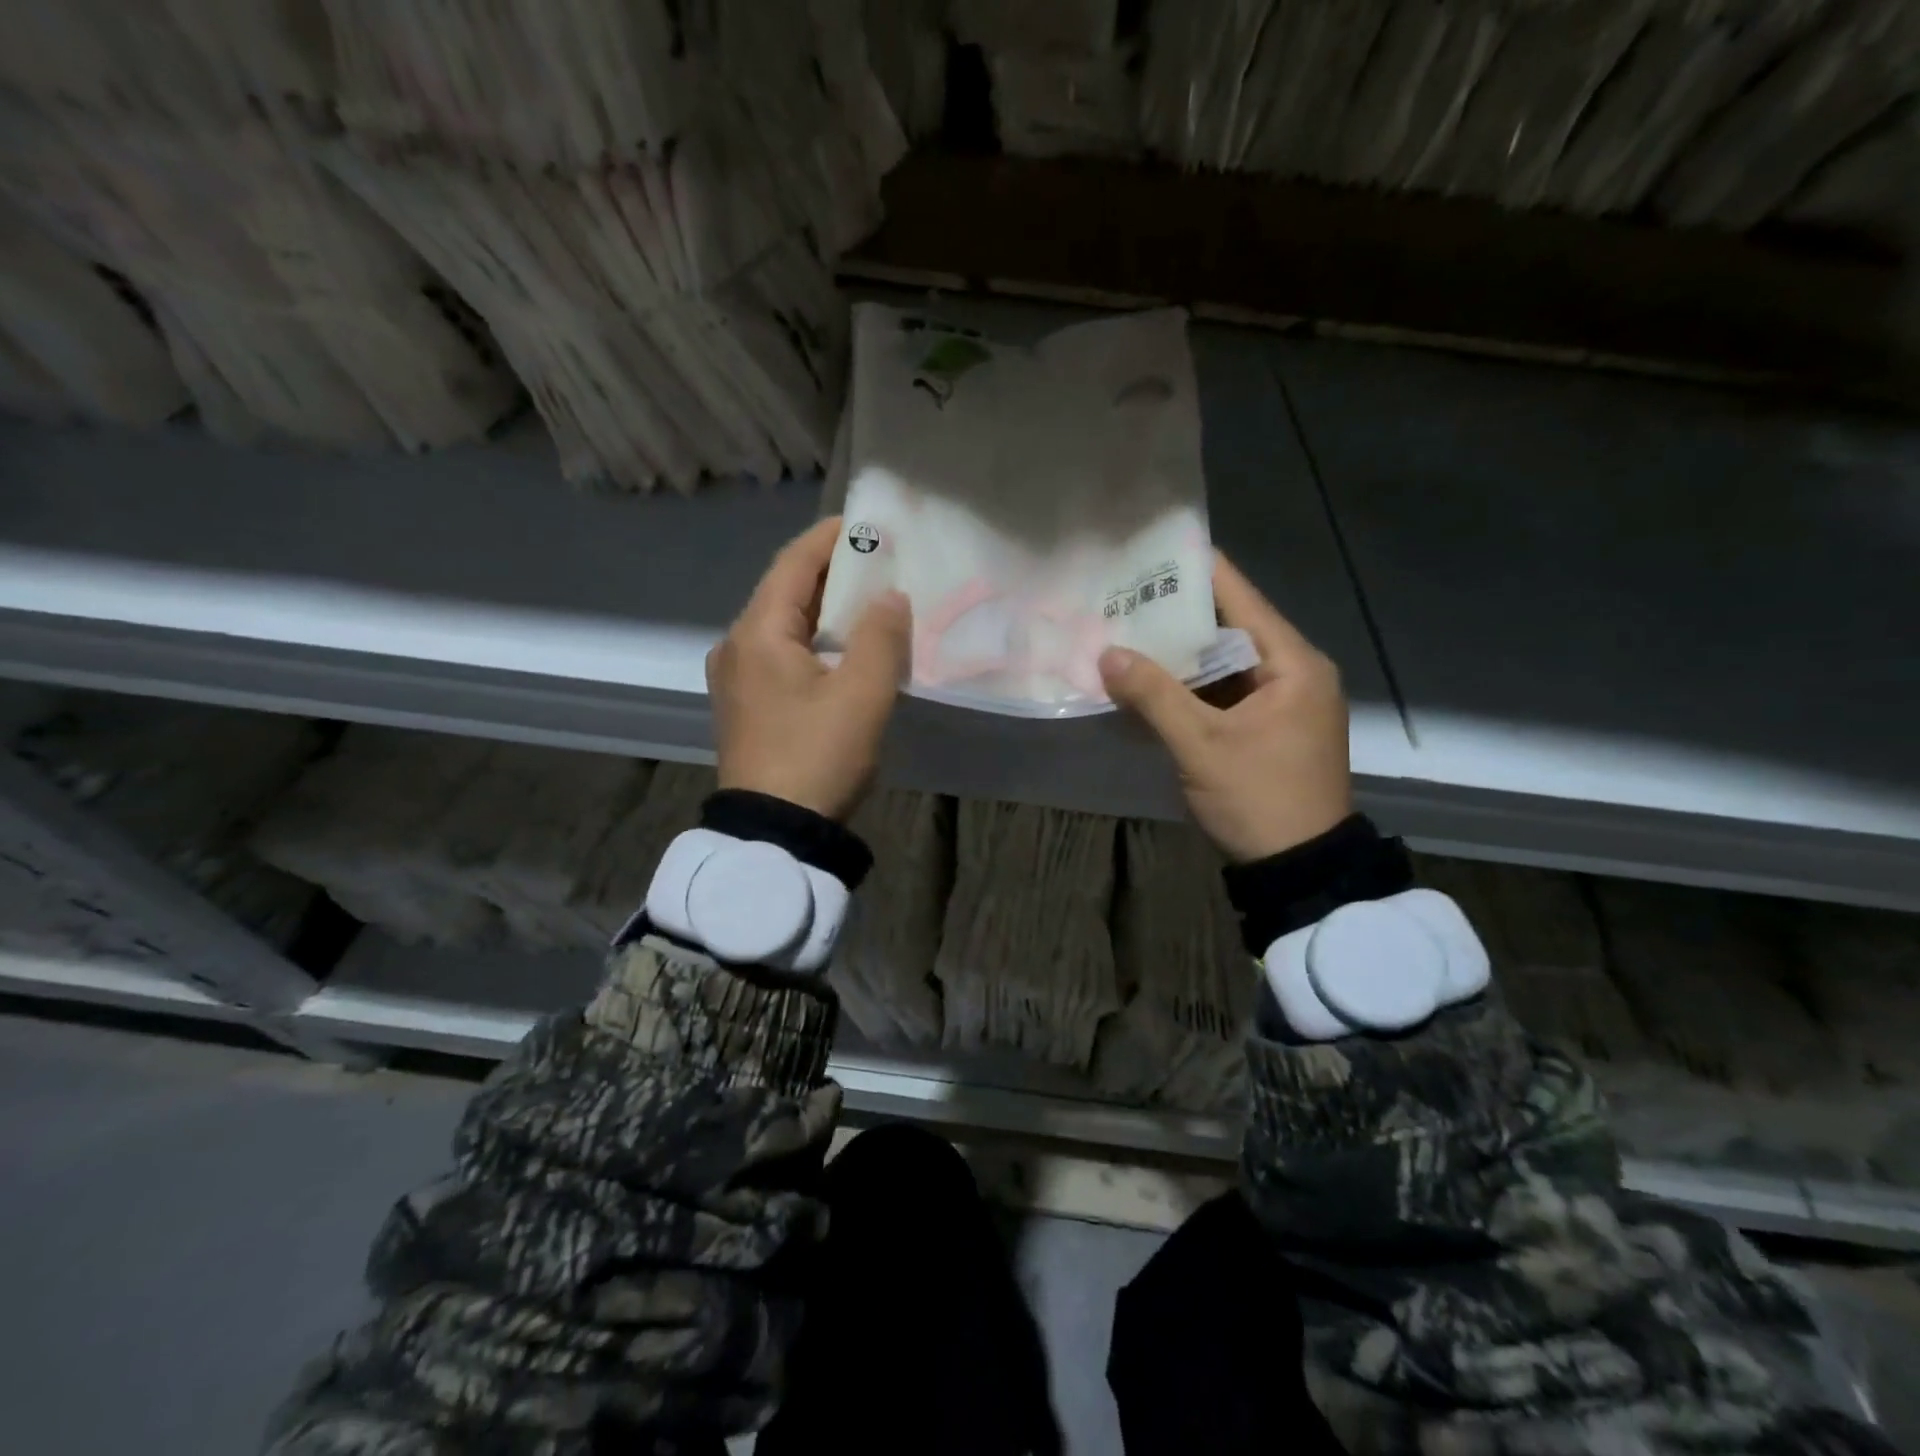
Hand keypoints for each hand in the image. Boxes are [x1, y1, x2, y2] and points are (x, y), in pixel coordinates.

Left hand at [708, 517, 911, 821]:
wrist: (774, 834)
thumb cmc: (818, 756)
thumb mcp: (862, 694)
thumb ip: (880, 636)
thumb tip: (890, 597)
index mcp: (757, 633)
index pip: (793, 564)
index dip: (830, 539)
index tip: (867, 525)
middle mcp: (736, 647)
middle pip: (785, 593)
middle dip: (832, 575)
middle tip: (879, 564)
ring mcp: (736, 680)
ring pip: (783, 627)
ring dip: (824, 612)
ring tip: (868, 604)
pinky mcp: (745, 708)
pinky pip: (780, 656)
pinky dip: (813, 643)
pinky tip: (842, 652)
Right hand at [1099, 554, 1351, 862]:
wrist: (1300, 869)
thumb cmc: (1259, 798)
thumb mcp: (1201, 745)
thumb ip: (1154, 695)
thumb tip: (1107, 654)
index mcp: (1292, 663)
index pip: (1241, 597)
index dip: (1197, 571)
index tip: (1153, 548)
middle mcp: (1293, 672)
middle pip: (1228, 628)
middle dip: (1175, 617)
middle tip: (1122, 596)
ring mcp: (1281, 703)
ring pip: (1223, 664)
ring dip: (1178, 656)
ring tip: (1125, 633)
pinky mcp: (1268, 729)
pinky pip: (1223, 694)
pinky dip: (1189, 689)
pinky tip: (1147, 683)